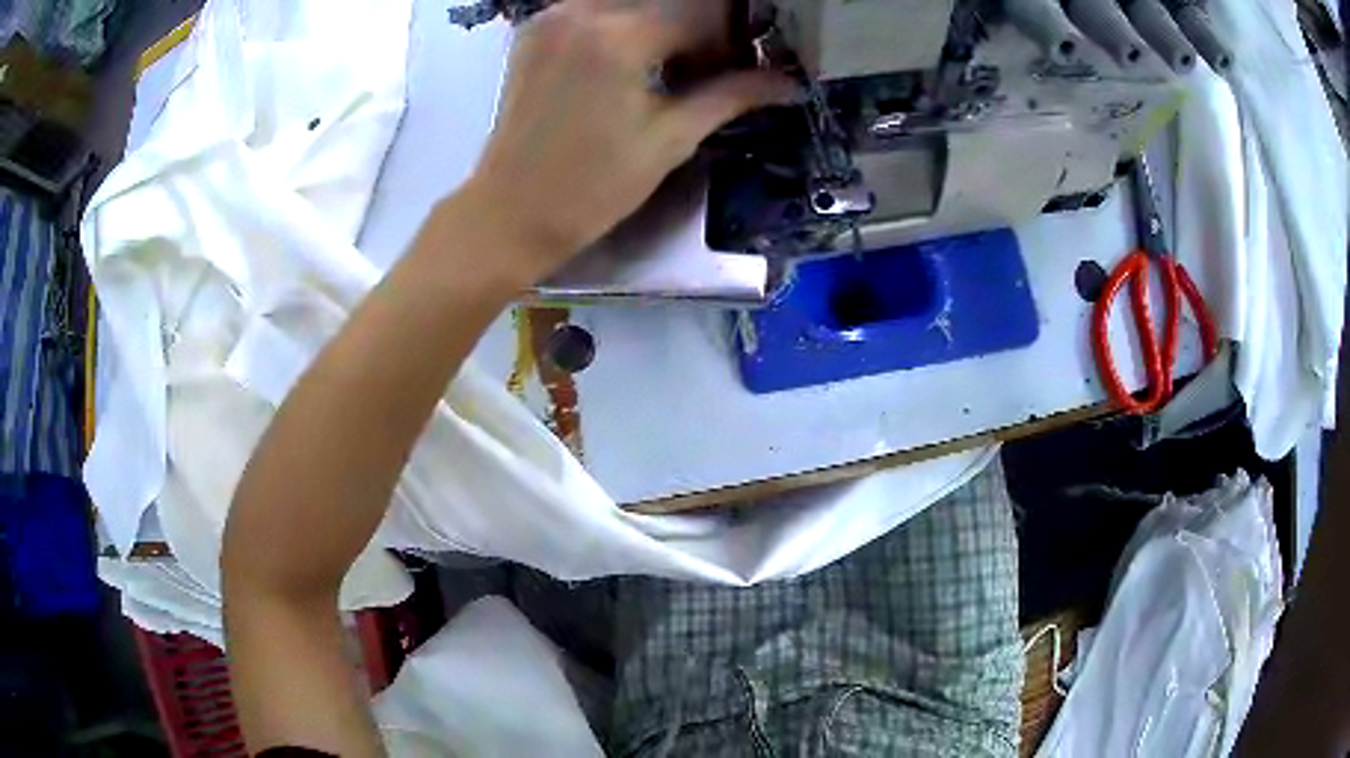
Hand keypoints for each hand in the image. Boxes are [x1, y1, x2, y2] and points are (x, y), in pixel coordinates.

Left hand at [467, 0, 794, 277]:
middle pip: (664, 3)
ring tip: (666, 70)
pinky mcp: (532, 33)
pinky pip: (592, 11)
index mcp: (619, 36)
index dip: (728, 45)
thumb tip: (788, 82)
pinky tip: (627, 63)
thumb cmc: (592, 187)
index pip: (700, 17)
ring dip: (658, 27)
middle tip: (705, 72)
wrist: (510, 213)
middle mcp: (581, 12)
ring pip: (628, 4)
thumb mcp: (670, 140)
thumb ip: (729, 97)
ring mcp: (550, 18)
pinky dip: (619, 26)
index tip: (738, 75)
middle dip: (694, 32)